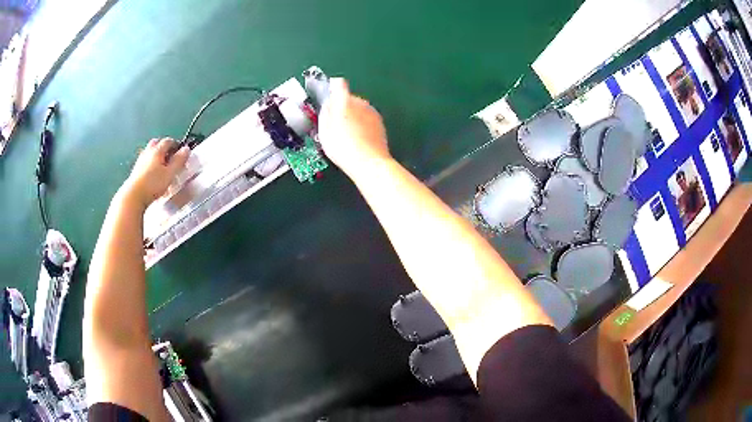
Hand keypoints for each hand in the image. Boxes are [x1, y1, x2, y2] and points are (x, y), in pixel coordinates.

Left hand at [121, 138, 189, 208]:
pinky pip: (145, 160)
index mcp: (157, 150)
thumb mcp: (170, 173)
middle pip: (157, 143)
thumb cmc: (153, 184)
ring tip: (162, 164)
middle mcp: (148, 152)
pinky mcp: (135, 170)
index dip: (176, 144)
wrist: (134, 196)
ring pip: (150, 151)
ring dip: (156, 154)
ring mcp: (140, 160)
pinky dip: (150, 162)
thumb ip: (179, 161)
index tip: (181, 151)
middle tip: (171, 155)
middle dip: (164, 146)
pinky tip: (153, 172)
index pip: (168, 141)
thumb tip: (186, 149)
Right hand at [318, 78, 391, 176]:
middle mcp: (360, 102)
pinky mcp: (380, 123)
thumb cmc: (343, 148)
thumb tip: (327, 105)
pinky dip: (362, 124)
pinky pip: (367, 118)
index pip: (338, 84)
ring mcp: (372, 112)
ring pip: (359, 108)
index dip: (332, 86)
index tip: (329, 91)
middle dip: (342, 107)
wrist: (369, 162)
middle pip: (349, 98)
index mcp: (344, 102)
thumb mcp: (324, 131)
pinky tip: (357, 138)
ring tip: (346, 134)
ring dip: (353, 116)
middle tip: (334, 123)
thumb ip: (325, 113)